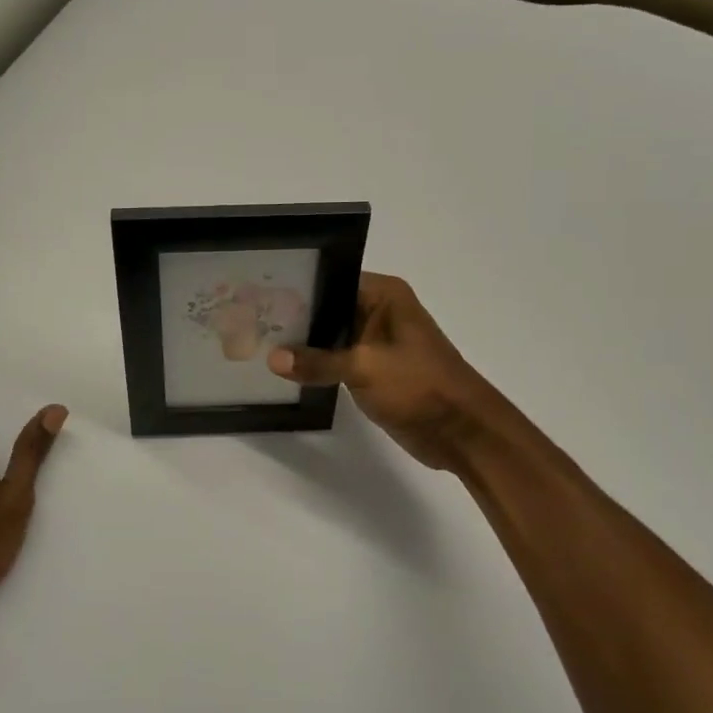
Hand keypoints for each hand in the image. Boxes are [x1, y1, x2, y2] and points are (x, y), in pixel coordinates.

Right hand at [268, 273, 504, 470]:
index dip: (297, 288)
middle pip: (327, 307)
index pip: (331, 280)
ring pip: (330, 336)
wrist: (462, 433)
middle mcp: (379, 311)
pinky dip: (316, 365)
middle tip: (250, 321)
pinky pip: (336, 360)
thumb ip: (316, 362)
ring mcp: (376, 342)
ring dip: (303, 344)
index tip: (259, 295)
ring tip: (256, 343)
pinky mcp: (373, 370)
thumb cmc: (419, 386)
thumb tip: (272, 358)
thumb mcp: (364, 368)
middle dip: (294, 317)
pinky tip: (283, 369)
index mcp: (384, 295)